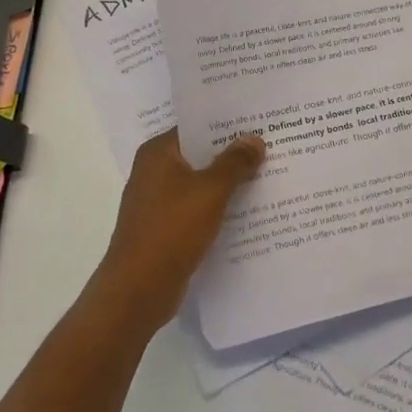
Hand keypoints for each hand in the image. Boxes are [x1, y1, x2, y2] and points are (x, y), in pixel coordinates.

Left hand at [88, 128, 266, 336]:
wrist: (138, 290)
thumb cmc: (172, 230)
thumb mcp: (211, 191)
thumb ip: (234, 163)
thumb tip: (253, 139)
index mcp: (158, 153)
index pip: (197, 127)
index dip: (228, 124)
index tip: (260, 122)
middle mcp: (155, 172)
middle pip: (200, 155)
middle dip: (233, 154)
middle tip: (272, 147)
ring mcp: (158, 202)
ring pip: (201, 184)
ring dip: (229, 183)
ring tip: (269, 175)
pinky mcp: (166, 229)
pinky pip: (198, 209)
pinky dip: (220, 208)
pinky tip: (250, 211)